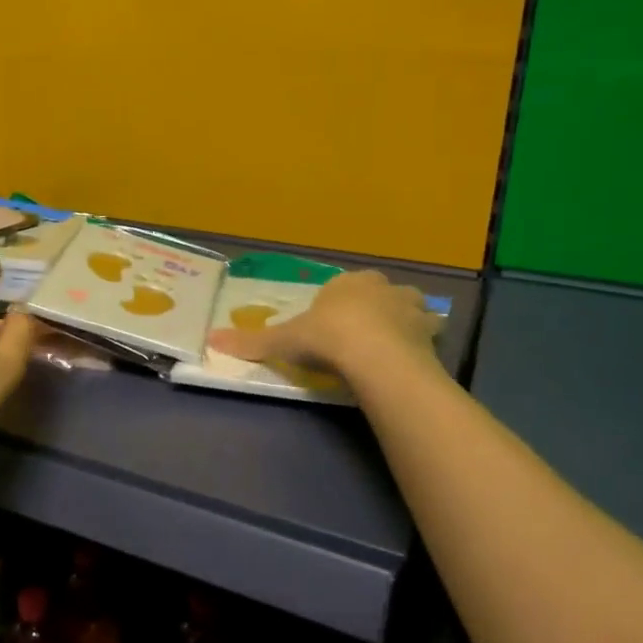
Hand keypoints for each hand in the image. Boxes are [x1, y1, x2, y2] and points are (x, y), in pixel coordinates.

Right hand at [206, 269, 442, 382]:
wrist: (376, 357)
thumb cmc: (327, 338)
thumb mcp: (284, 342)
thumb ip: (252, 342)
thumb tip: (210, 340)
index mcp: (347, 283)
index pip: (342, 287)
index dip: (337, 304)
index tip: (330, 327)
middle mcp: (382, 288)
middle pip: (379, 293)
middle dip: (373, 307)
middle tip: (360, 335)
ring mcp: (411, 308)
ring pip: (409, 307)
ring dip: (403, 320)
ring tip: (390, 344)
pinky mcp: (431, 333)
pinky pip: (429, 333)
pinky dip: (423, 342)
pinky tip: (413, 358)